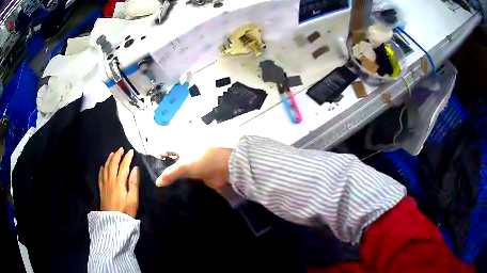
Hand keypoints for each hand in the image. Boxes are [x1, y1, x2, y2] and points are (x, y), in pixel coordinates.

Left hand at [99, 147, 139, 217]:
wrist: (112, 222)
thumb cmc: (125, 212)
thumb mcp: (133, 200)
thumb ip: (134, 184)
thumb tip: (135, 169)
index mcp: (119, 182)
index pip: (123, 166)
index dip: (127, 158)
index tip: (131, 151)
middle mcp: (110, 180)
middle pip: (113, 164)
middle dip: (117, 155)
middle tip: (121, 149)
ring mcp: (104, 184)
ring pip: (106, 168)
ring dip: (109, 159)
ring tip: (112, 153)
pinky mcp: (101, 189)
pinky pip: (100, 175)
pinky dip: (102, 169)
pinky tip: (103, 166)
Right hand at [156, 146, 232, 190]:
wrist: (224, 168)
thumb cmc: (202, 161)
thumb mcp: (183, 166)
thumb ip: (169, 174)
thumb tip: (157, 182)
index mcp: (182, 147)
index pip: (167, 150)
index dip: (159, 156)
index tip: (150, 166)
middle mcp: (186, 155)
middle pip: (173, 161)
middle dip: (165, 169)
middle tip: (155, 180)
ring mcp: (193, 165)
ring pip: (179, 171)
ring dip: (173, 178)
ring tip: (162, 188)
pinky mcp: (199, 175)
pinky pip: (187, 179)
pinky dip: (181, 184)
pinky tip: (174, 191)